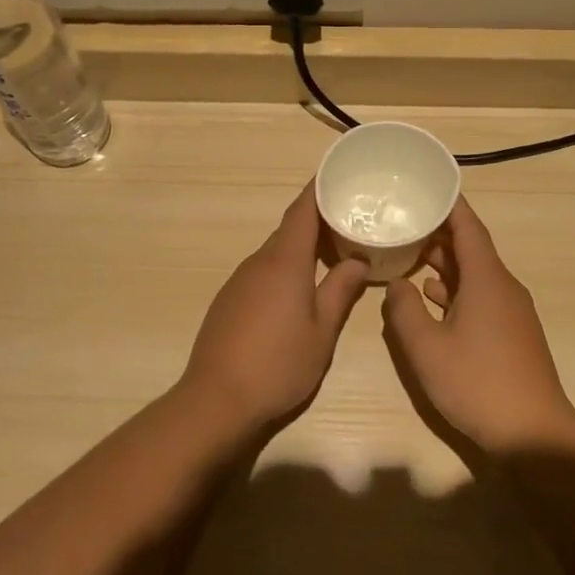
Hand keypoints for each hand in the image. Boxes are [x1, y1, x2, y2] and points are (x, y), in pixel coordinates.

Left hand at [180, 184, 369, 428]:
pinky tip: (299, 289)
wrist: (217, 399)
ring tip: (332, 253)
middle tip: (350, 220)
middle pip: (290, 230)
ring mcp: (239, 281)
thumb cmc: (278, 364)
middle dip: (318, 221)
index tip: (338, 175)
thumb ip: (340, 291)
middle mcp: (258, 262)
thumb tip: (358, 261)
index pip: (302, 211)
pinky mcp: (229, 301)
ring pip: (276, 252)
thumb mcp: (322, 331)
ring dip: (302, 247)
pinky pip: (262, 271)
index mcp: (284, 262)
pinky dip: (285, 268)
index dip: (319, 190)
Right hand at [381, 197, 574, 450]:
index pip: (468, 227)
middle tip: (402, 222)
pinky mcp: (510, 334)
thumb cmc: (477, 383)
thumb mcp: (426, 347)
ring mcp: (510, 312)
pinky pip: (479, 297)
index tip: (426, 185)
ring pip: (473, 275)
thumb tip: (398, 284)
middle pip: (470, 249)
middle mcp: (502, 287)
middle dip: (437, 234)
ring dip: (443, 264)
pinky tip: (431, 301)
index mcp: (486, 279)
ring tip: (407, 256)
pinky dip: (454, 291)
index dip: (448, 204)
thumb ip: (404, 310)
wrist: (533, 434)